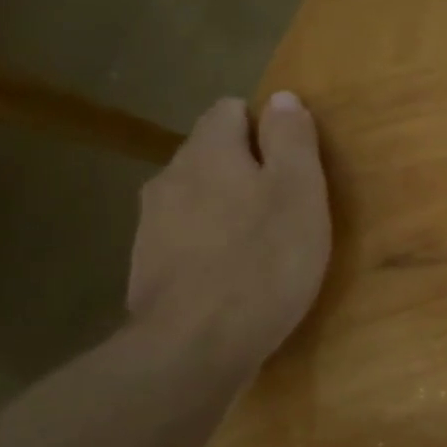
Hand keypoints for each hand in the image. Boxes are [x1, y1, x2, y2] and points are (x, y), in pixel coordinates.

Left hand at [127, 93, 331, 379]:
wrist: (194, 348)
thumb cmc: (263, 261)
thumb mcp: (299, 192)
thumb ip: (292, 140)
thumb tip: (282, 98)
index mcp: (208, 151)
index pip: (230, 110)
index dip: (265, 128)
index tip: (293, 166)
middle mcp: (170, 177)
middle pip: (211, 154)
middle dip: (246, 170)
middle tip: (285, 209)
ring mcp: (151, 225)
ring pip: (196, 198)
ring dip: (226, 210)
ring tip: (260, 246)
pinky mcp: (147, 269)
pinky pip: (185, 239)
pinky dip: (208, 247)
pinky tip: (232, 278)